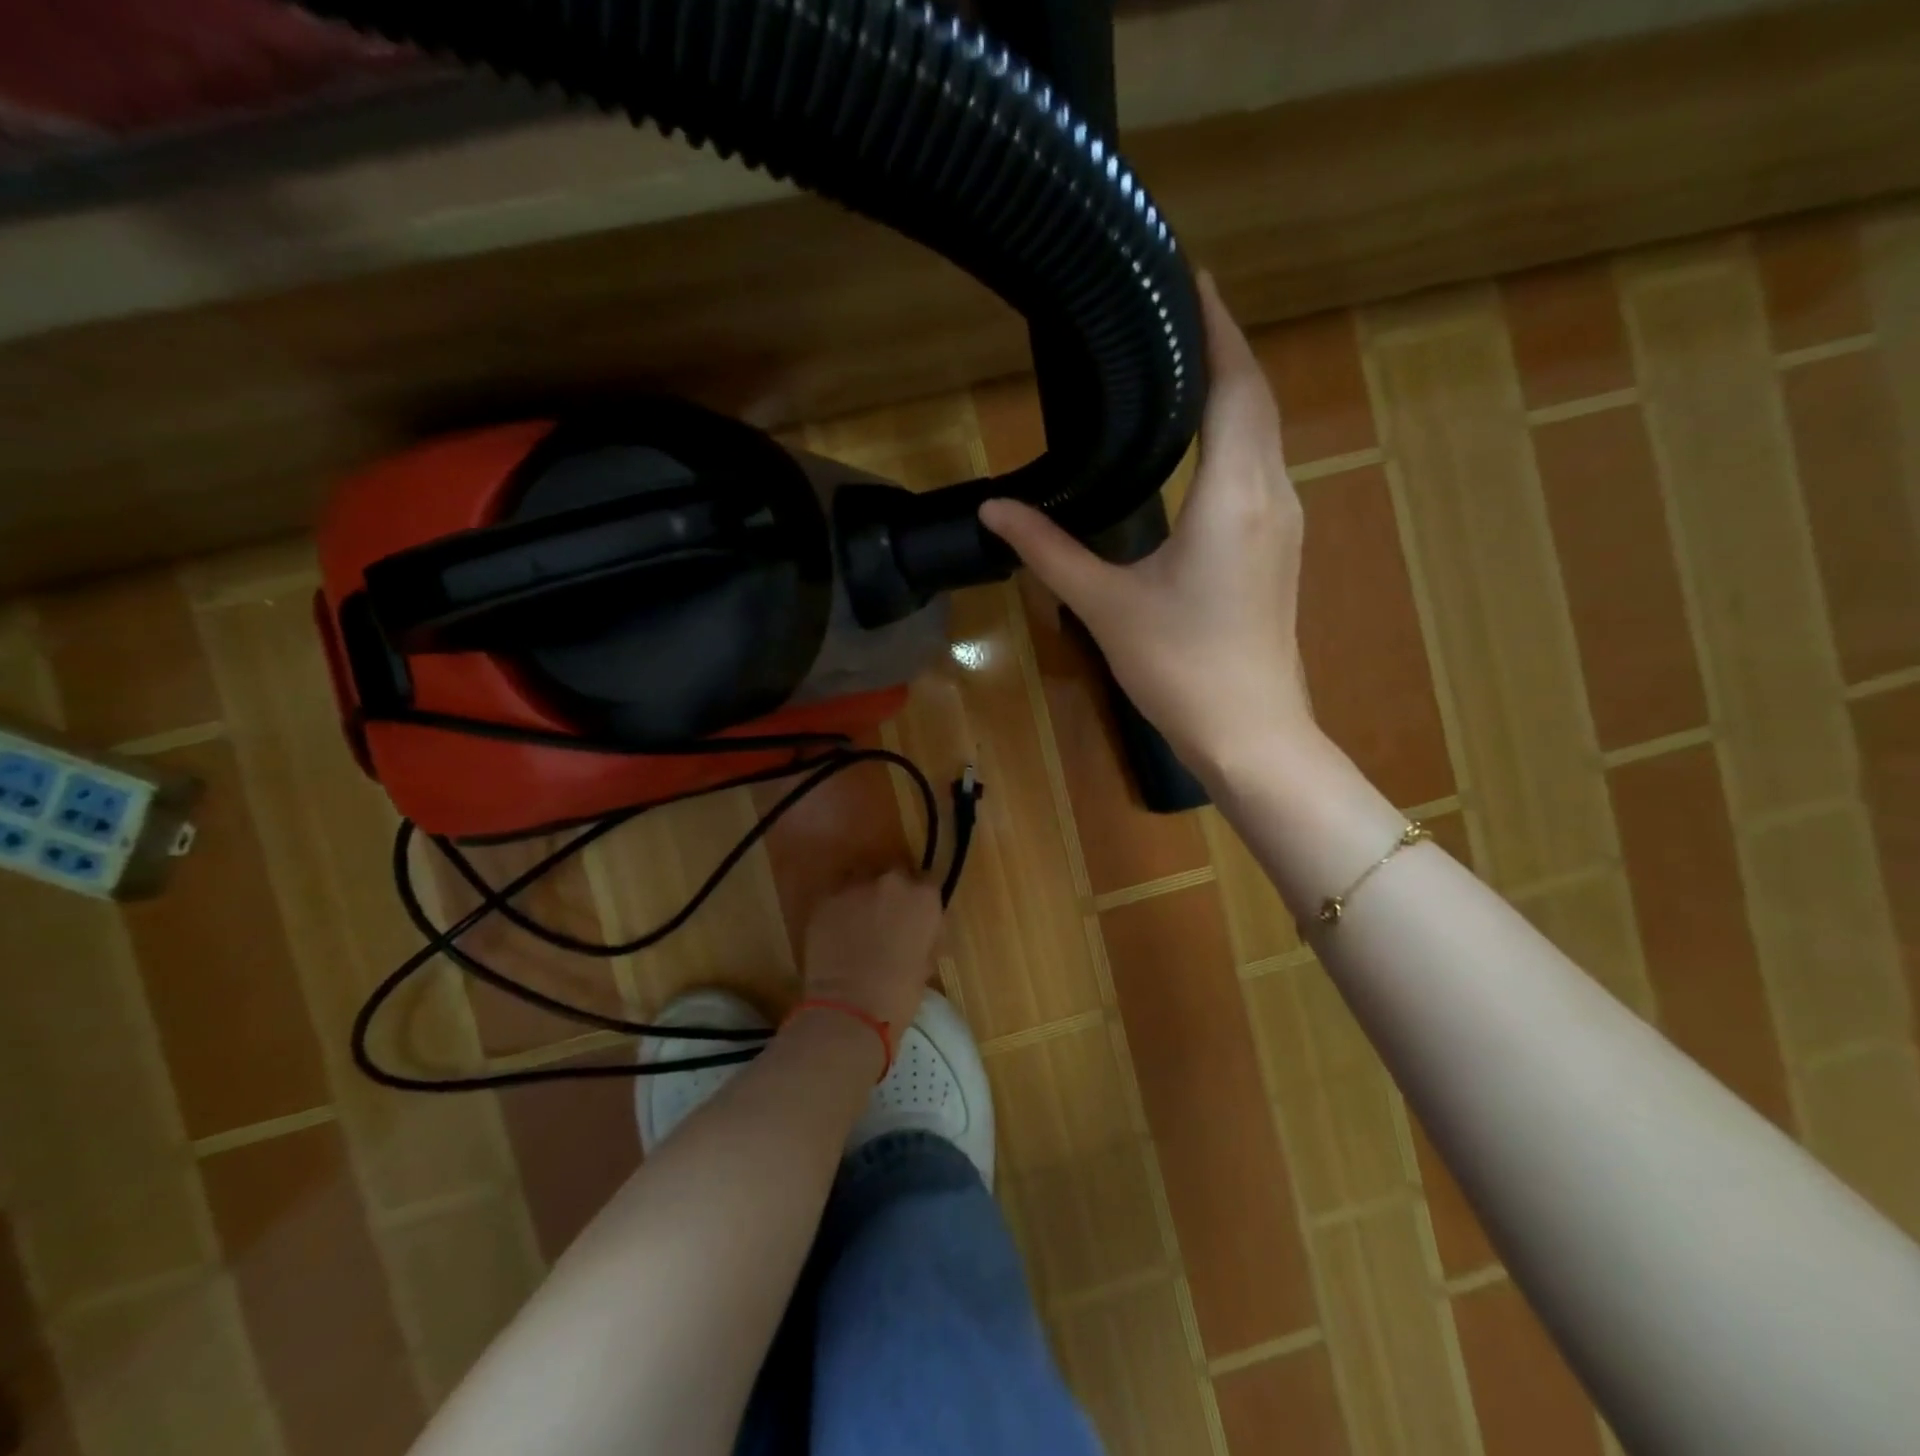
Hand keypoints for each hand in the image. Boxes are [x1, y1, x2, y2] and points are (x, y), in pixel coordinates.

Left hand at [800, 871, 941, 1041]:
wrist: (850, 1007)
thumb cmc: (899, 993)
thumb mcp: (926, 963)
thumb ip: (923, 936)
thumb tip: (915, 933)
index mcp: (923, 897)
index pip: (928, 884)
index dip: (920, 901)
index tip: (915, 917)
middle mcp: (891, 882)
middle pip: (894, 876)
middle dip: (891, 895)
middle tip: (886, 920)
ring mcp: (855, 887)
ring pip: (862, 881)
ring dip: (863, 897)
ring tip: (857, 924)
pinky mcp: (826, 900)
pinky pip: (836, 898)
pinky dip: (838, 910)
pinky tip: (836, 933)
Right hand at [979, 271, 1314, 777]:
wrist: (1250, 732)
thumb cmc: (1180, 667)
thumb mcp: (1106, 604)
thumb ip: (1050, 549)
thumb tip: (993, 510)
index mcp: (1233, 494)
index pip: (1235, 384)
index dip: (1218, 326)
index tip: (1191, 277)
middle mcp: (1271, 493)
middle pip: (1256, 398)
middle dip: (1224, 347)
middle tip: (1177, 310)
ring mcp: (1282, 522)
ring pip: (1265, 433)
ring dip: (1234, 390)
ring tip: (1185, 361)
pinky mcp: (1278, 549)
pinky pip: (1262, 467)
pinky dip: (1238, 434)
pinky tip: (1203, 441)